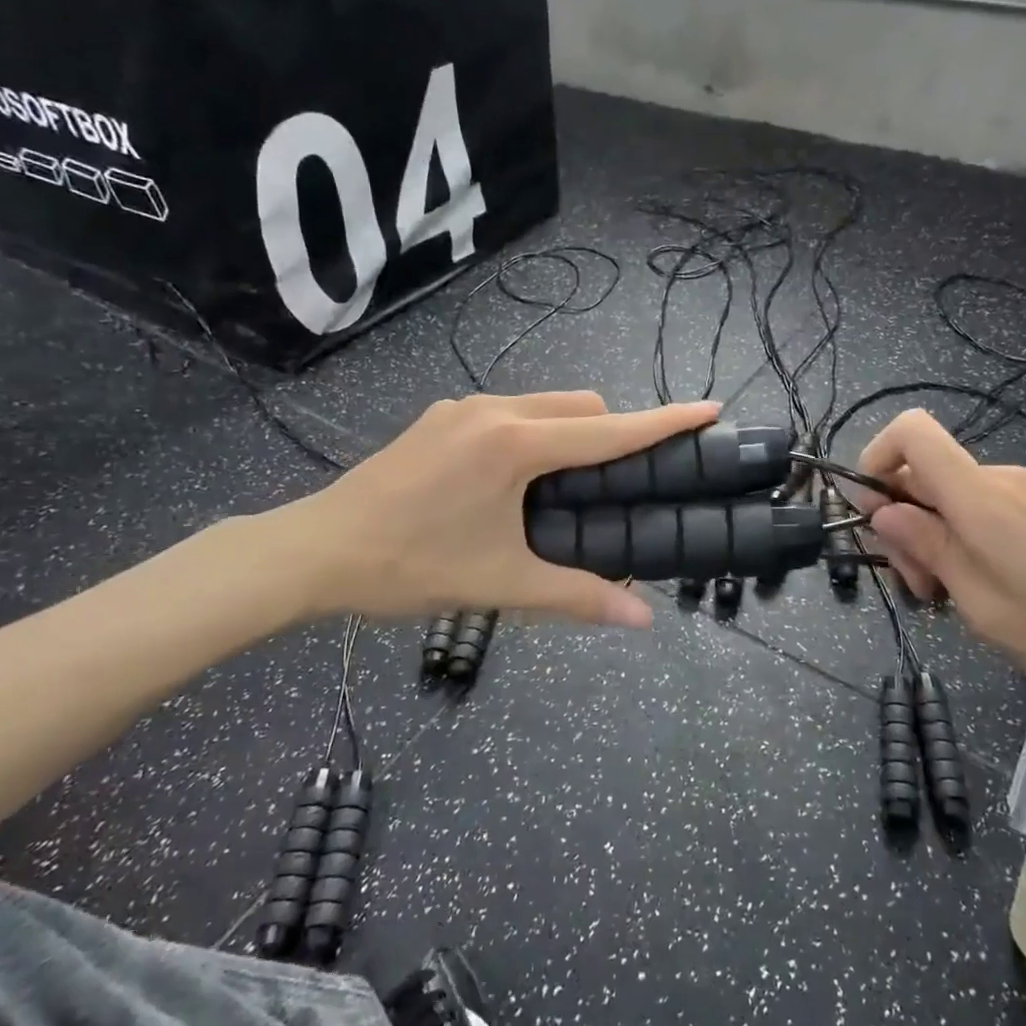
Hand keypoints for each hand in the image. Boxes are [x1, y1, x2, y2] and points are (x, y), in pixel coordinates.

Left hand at [260, 392, 718, 626]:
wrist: (315, 551)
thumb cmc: (411, 568)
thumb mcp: (500, 584)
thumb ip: (577, 597)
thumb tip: (642, 620)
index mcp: (515, 445)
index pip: (608, 430)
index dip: (664, 421)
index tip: (709, 409)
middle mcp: (494, 410)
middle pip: (580, 405)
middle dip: (614, 430)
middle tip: (622, 481)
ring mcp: (461, 409)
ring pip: (544, 404)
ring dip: (571, 432)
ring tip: (568, 486)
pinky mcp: (439, 417)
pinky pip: (509, 412)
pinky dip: (534, 433)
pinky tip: (516, 480)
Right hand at [852, 409, 1025, 719]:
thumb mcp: (981, 602)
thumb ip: (927, 547)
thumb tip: (883, 511)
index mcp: (981, 496)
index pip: (912, 432)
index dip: (875, 458)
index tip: (871, 514)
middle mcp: (1003, 478)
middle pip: (925, 474)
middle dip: (905, 523)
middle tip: (921, 588)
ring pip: (952, 496)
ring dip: (935, 538)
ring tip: (954, 596)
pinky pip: (985, 508)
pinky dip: (966, 539)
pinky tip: (985, 587)